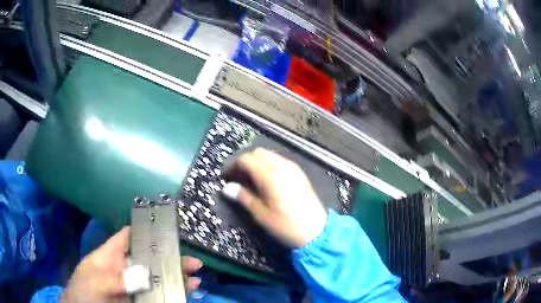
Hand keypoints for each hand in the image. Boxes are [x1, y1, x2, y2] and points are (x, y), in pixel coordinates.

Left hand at [62, 227, 202, 302]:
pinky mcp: (140, 300)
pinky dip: (174, 292)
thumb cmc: (83, 293)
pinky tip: (187, 289)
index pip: (128, 237)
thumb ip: (116, 278)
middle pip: (149, 259)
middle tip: (193, 260)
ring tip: (195, 275)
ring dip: (176, 276)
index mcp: (110, 257)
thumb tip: (143, 273)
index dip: (145, 229)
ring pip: (157, 278)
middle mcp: (124, 270)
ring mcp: (133, 287)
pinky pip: (159, 294)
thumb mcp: (94, 281)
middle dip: (170, 258)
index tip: (167, 225)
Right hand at [223, 148, 326, 248]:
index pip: (246, 159)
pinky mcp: (299, 173)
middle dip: (245, 162)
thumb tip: (227, 188)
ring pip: (270, 155)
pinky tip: (267, 181)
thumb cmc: (285, 224)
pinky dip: (269, 165)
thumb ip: (243, 197)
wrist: (316, 231)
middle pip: (258, 153)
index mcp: (269, 174)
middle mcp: (281, 165)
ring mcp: (292, 167)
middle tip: (238, 178)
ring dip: (257, 162)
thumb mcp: (260, 214)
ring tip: (251, 179)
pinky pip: (280, 161)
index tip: (226, 178)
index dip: (233, 166)